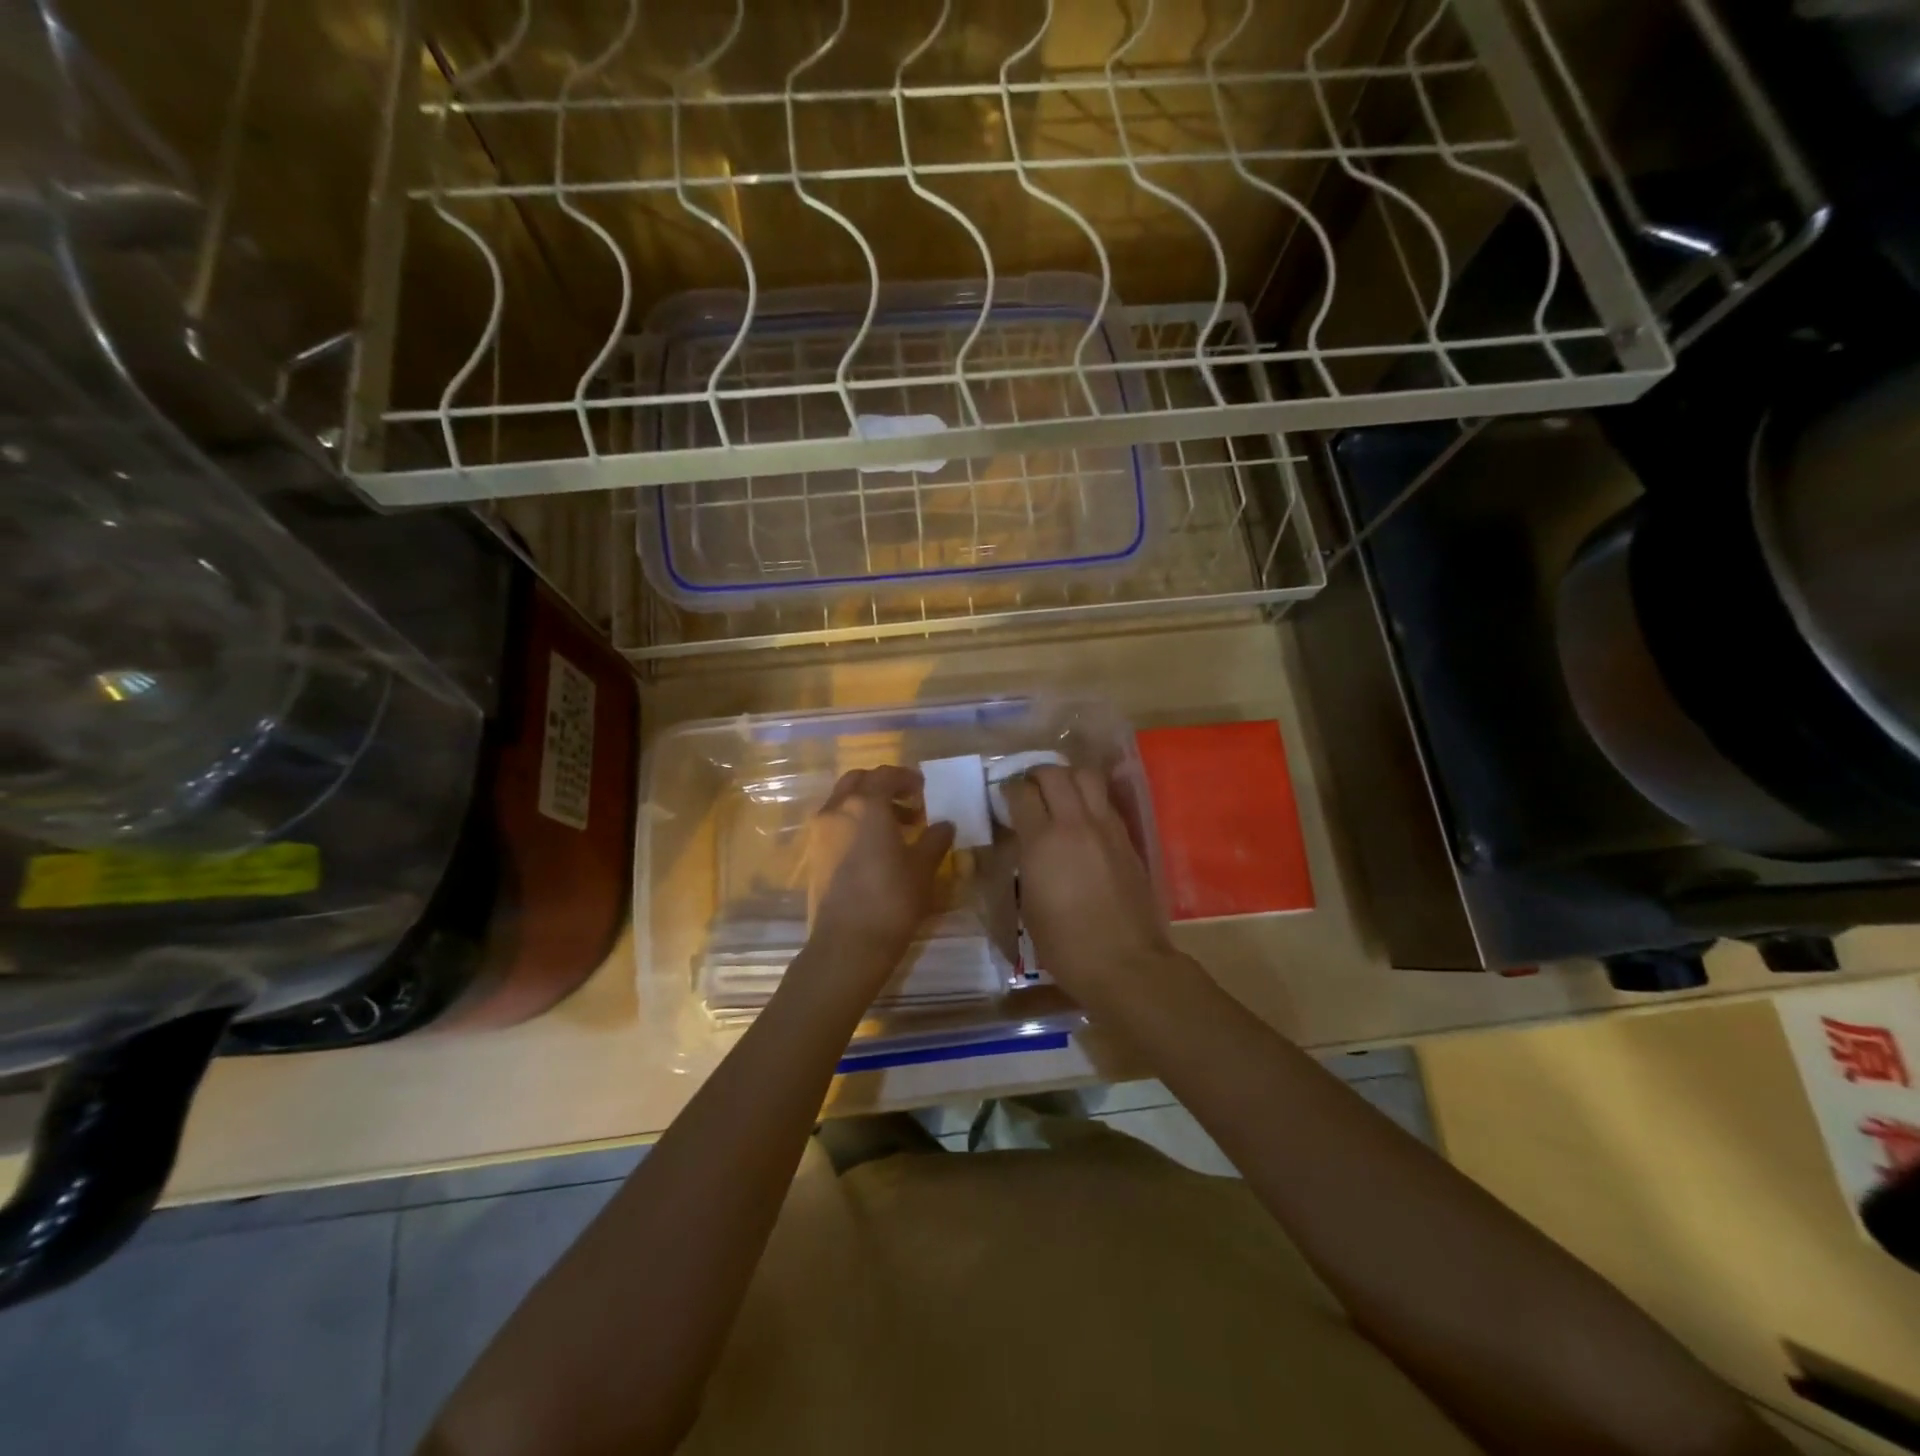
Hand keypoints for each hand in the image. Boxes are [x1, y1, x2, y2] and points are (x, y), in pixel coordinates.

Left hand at [805, 766, 955, 977]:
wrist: (847, 944)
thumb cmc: (891, 899)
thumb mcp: (923, 867)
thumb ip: (935, 839)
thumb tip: (944, 824)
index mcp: (866, 804)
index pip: (885, 775)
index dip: (906, 778)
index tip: (923, 789)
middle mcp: (837, 809)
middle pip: (857, 781)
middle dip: (882, 786)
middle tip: (908, 802)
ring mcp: (820, 833)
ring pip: (843, 802)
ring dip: (868, 805)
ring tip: (897, 829)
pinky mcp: (814, 855)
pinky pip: (836, 825)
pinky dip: (855, 824)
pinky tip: (876, 849)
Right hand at [1000, 765, 1179, 1002]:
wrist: (1124, 962)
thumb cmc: (1065, 944)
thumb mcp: (1028, 904)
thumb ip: (1025, 862)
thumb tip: (1025, 844)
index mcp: (1042, 842)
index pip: (1021, 793)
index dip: (1007, 790)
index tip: (1003, 798)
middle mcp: (1074, 824)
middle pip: (1054, 773)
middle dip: (1036, 774)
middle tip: (1028, 788)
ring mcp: (1105, 827)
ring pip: (1087, 776)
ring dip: (1068, 776)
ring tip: (1059, 792)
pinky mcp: (1126, 838)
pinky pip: (1105, 801)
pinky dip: (1090, 797)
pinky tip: (1082, 815)